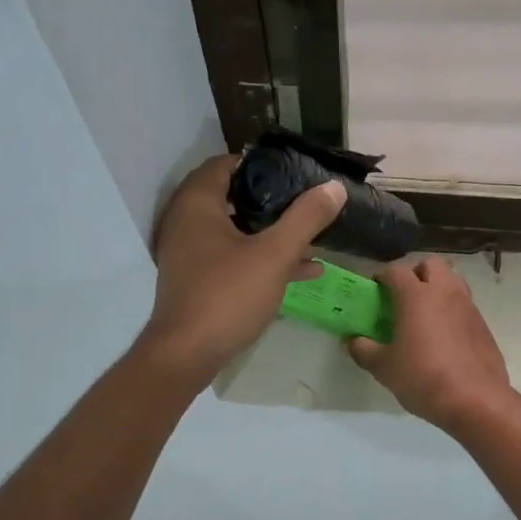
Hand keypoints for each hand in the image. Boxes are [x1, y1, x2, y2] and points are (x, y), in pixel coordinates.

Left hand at [139, 155, 344, 388]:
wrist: (186, 355)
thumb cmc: (228, 295)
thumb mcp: (275, 254)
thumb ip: (306, 218)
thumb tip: (334, 187)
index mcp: (197, 204)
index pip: (226, 164)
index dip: (260, 164)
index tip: (294, 172)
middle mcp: (186, 221)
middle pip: (231, 196)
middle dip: (271, 200)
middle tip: (305, 201)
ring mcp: (188, 252)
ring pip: (234, 230)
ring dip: (270, 232)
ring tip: (311, 236)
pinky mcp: (196, 279)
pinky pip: (232, 256)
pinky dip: (260, 257)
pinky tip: (302, 270)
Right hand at [346, 259, 513, 431]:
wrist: (476, 401)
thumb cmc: (423, 377)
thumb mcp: (384, 368)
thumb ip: (363, 350)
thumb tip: (352, 341)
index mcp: (417, 295)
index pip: (396, 270)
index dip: (382, 277)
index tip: (374, 291)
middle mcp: (445, 292)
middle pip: (431, 264)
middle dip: (415, 273)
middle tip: (403, 297)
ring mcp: (468, 306)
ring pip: (452, 281)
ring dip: (437, 288)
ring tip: (424, 314)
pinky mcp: (483, 324)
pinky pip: (464, 305)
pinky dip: (452, 310)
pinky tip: (444, 336)